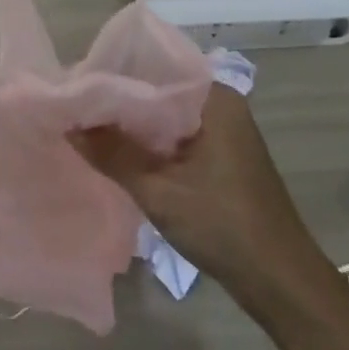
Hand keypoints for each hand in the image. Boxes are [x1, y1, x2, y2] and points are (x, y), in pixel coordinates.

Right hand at [72, 84, 313, 298]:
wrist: (280, 281)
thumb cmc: (222, 225)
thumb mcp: (158, 190)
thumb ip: (112, 154)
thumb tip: (69, 124)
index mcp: (214, 98)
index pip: (154, 68)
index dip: (114, 75)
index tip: (77, 84)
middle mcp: (220, 105)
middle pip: (159, 92)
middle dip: (119, 101)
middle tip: (75, 105)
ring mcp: (223, 131)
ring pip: (166, 117)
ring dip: (133, 125)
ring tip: (87, 125)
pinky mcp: (220, 156)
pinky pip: (176, 137)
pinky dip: (150, 143)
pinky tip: (119, 151)